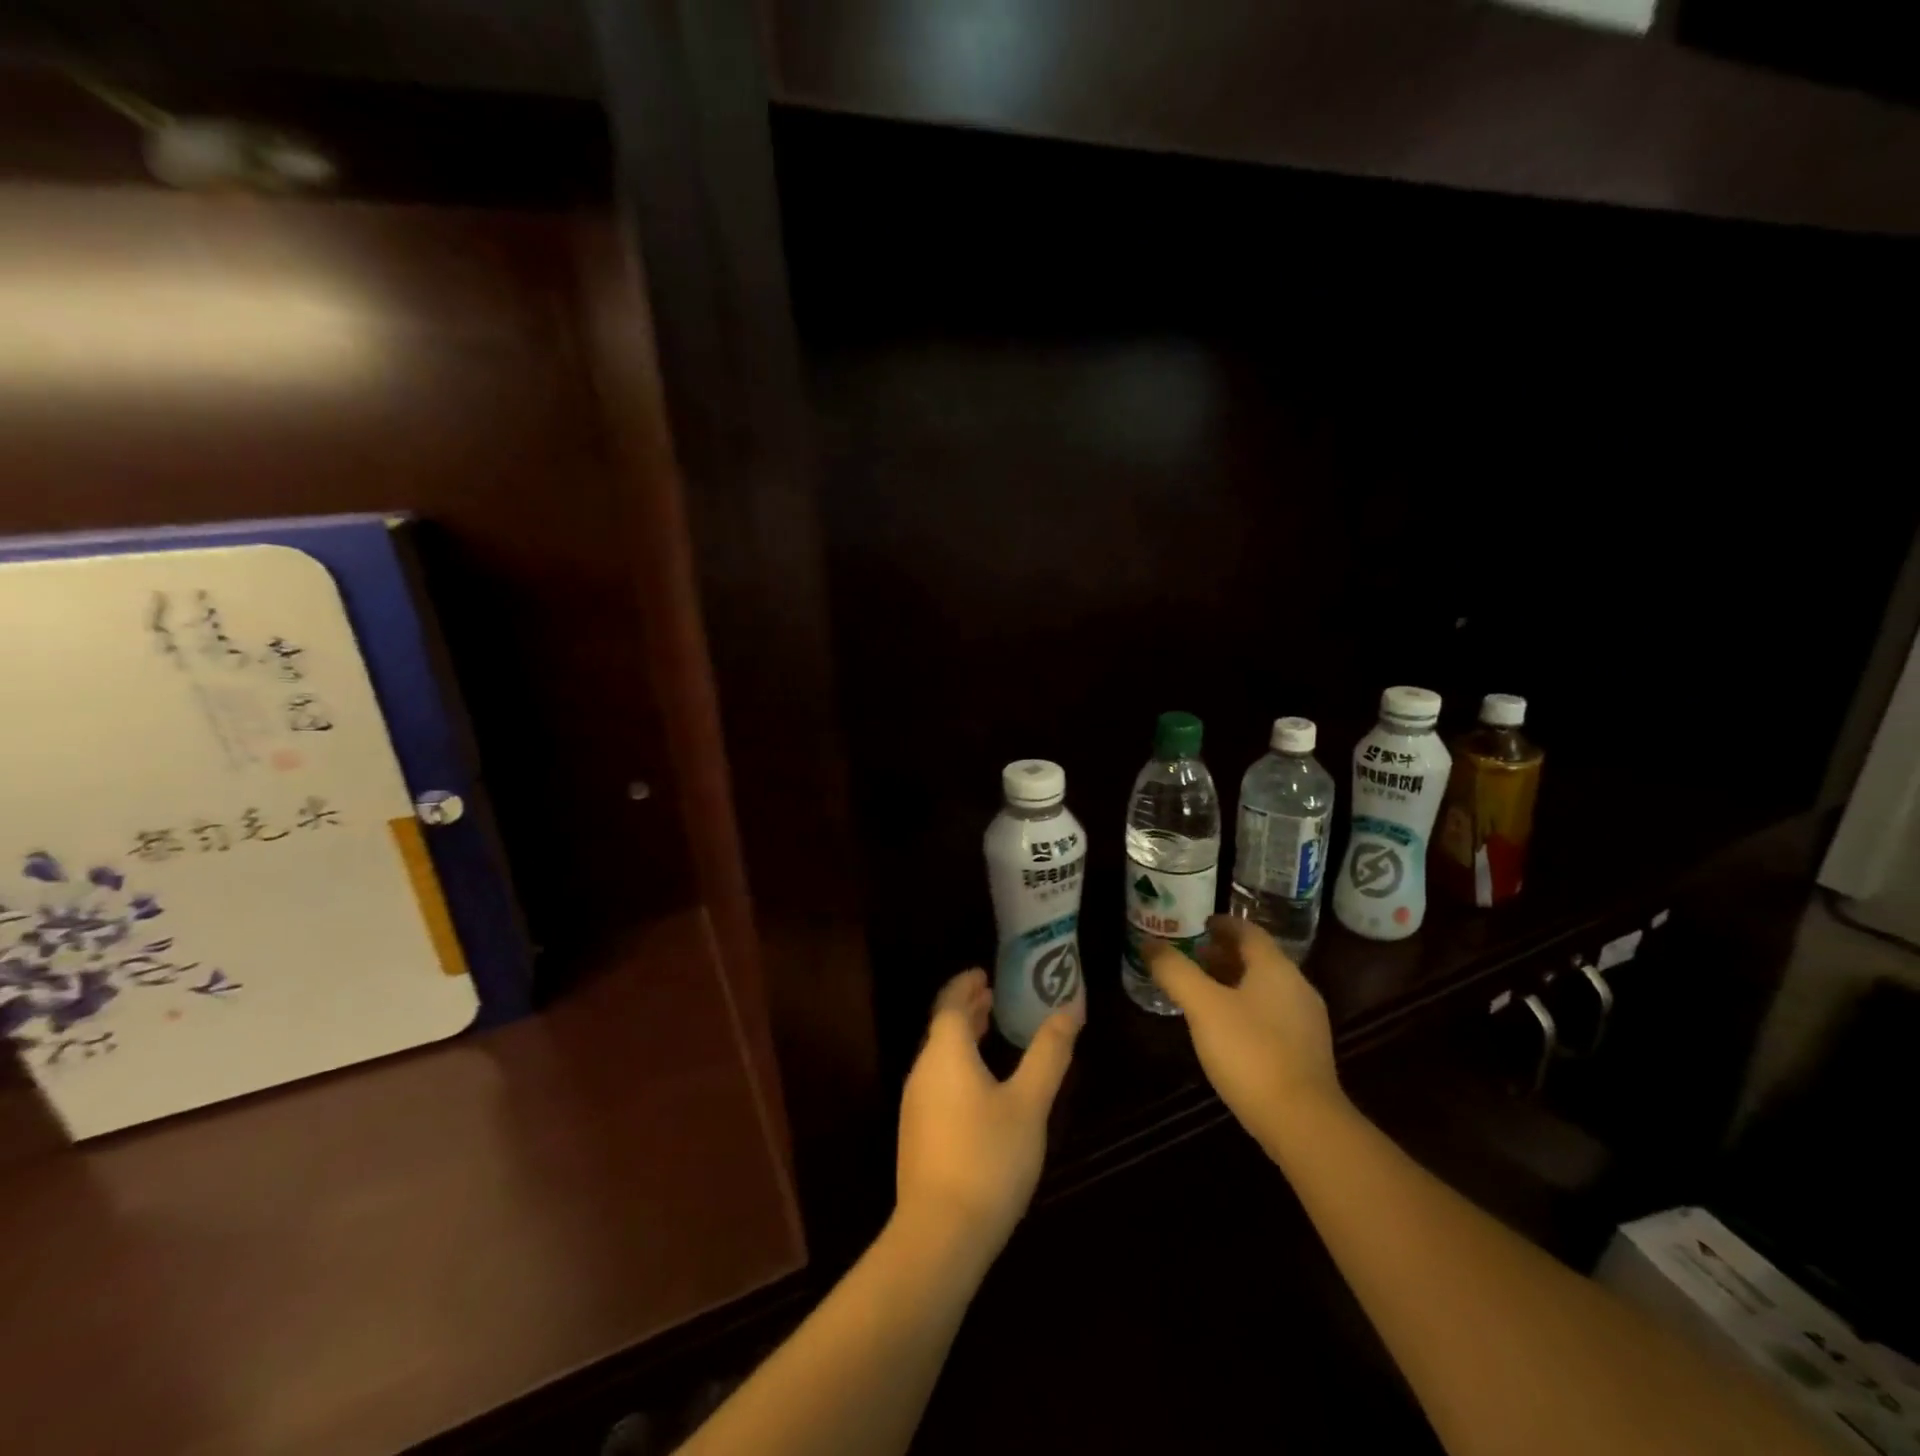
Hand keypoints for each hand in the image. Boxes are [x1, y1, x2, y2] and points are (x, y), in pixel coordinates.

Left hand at [895, 969, 1079, 1263]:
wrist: (940, 1233)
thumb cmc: (988, 1157)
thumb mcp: (1029, 1103)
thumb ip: (1049, 1053)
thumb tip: (1070, 1007)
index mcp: (946, 1051)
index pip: (950, 1002)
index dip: (967, 984)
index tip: (985, 974)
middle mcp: (923, 1069)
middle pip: (942, 1026)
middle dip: (967, 1008)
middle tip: (994, 996)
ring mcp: (915, 1102)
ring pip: (939, 1054)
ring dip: (962, 1036)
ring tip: (990, 1032)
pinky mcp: (917, 1132)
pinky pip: (937, 1079)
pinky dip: (957, 1064)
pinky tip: (979, 1085)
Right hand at [1143, 916, 1345, 1151]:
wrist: (1303, 1122)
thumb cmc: (1250, 1052)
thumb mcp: (1202, 1006)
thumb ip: (1175, 971)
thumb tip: (1149, 944)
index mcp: (1276, 968)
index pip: (1248, 931)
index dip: (1222, 924)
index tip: (1198, 925)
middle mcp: (1297, 987)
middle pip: (1258, 959)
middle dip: (1224, 954)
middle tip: (1192, 957)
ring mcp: (1306, 1022)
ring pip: (1265, 988)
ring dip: (1234, 982)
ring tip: (1203, 991)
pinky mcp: (1307, 1053)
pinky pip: (1272, 1015)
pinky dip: (1247, 1008)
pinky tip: (1226, 1029)